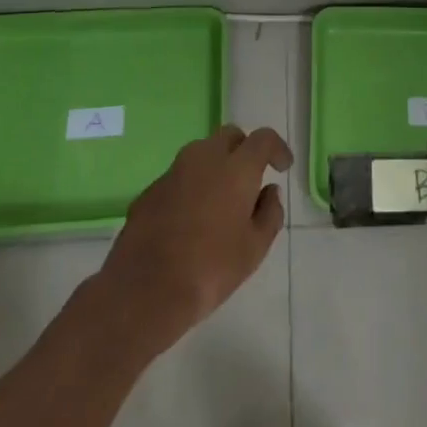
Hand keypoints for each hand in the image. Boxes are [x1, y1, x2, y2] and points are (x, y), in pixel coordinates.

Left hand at [95, 124, 291, 355]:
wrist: (144, 290)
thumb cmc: (210, 269)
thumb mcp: (254, 249)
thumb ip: (270, 214)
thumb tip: (270, 192)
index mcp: (236, 167)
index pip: (263, 139)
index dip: (277, 148)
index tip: (282, 166)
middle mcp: (205, 157)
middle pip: (230, 136)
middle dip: (244, 150)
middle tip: (250, 179)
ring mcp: (174, 171)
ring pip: (202, 153)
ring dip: (216, 166)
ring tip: (220, 200)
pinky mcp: (151, 189)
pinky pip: (180, 177)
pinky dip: (192, 186)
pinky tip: (190, 219)